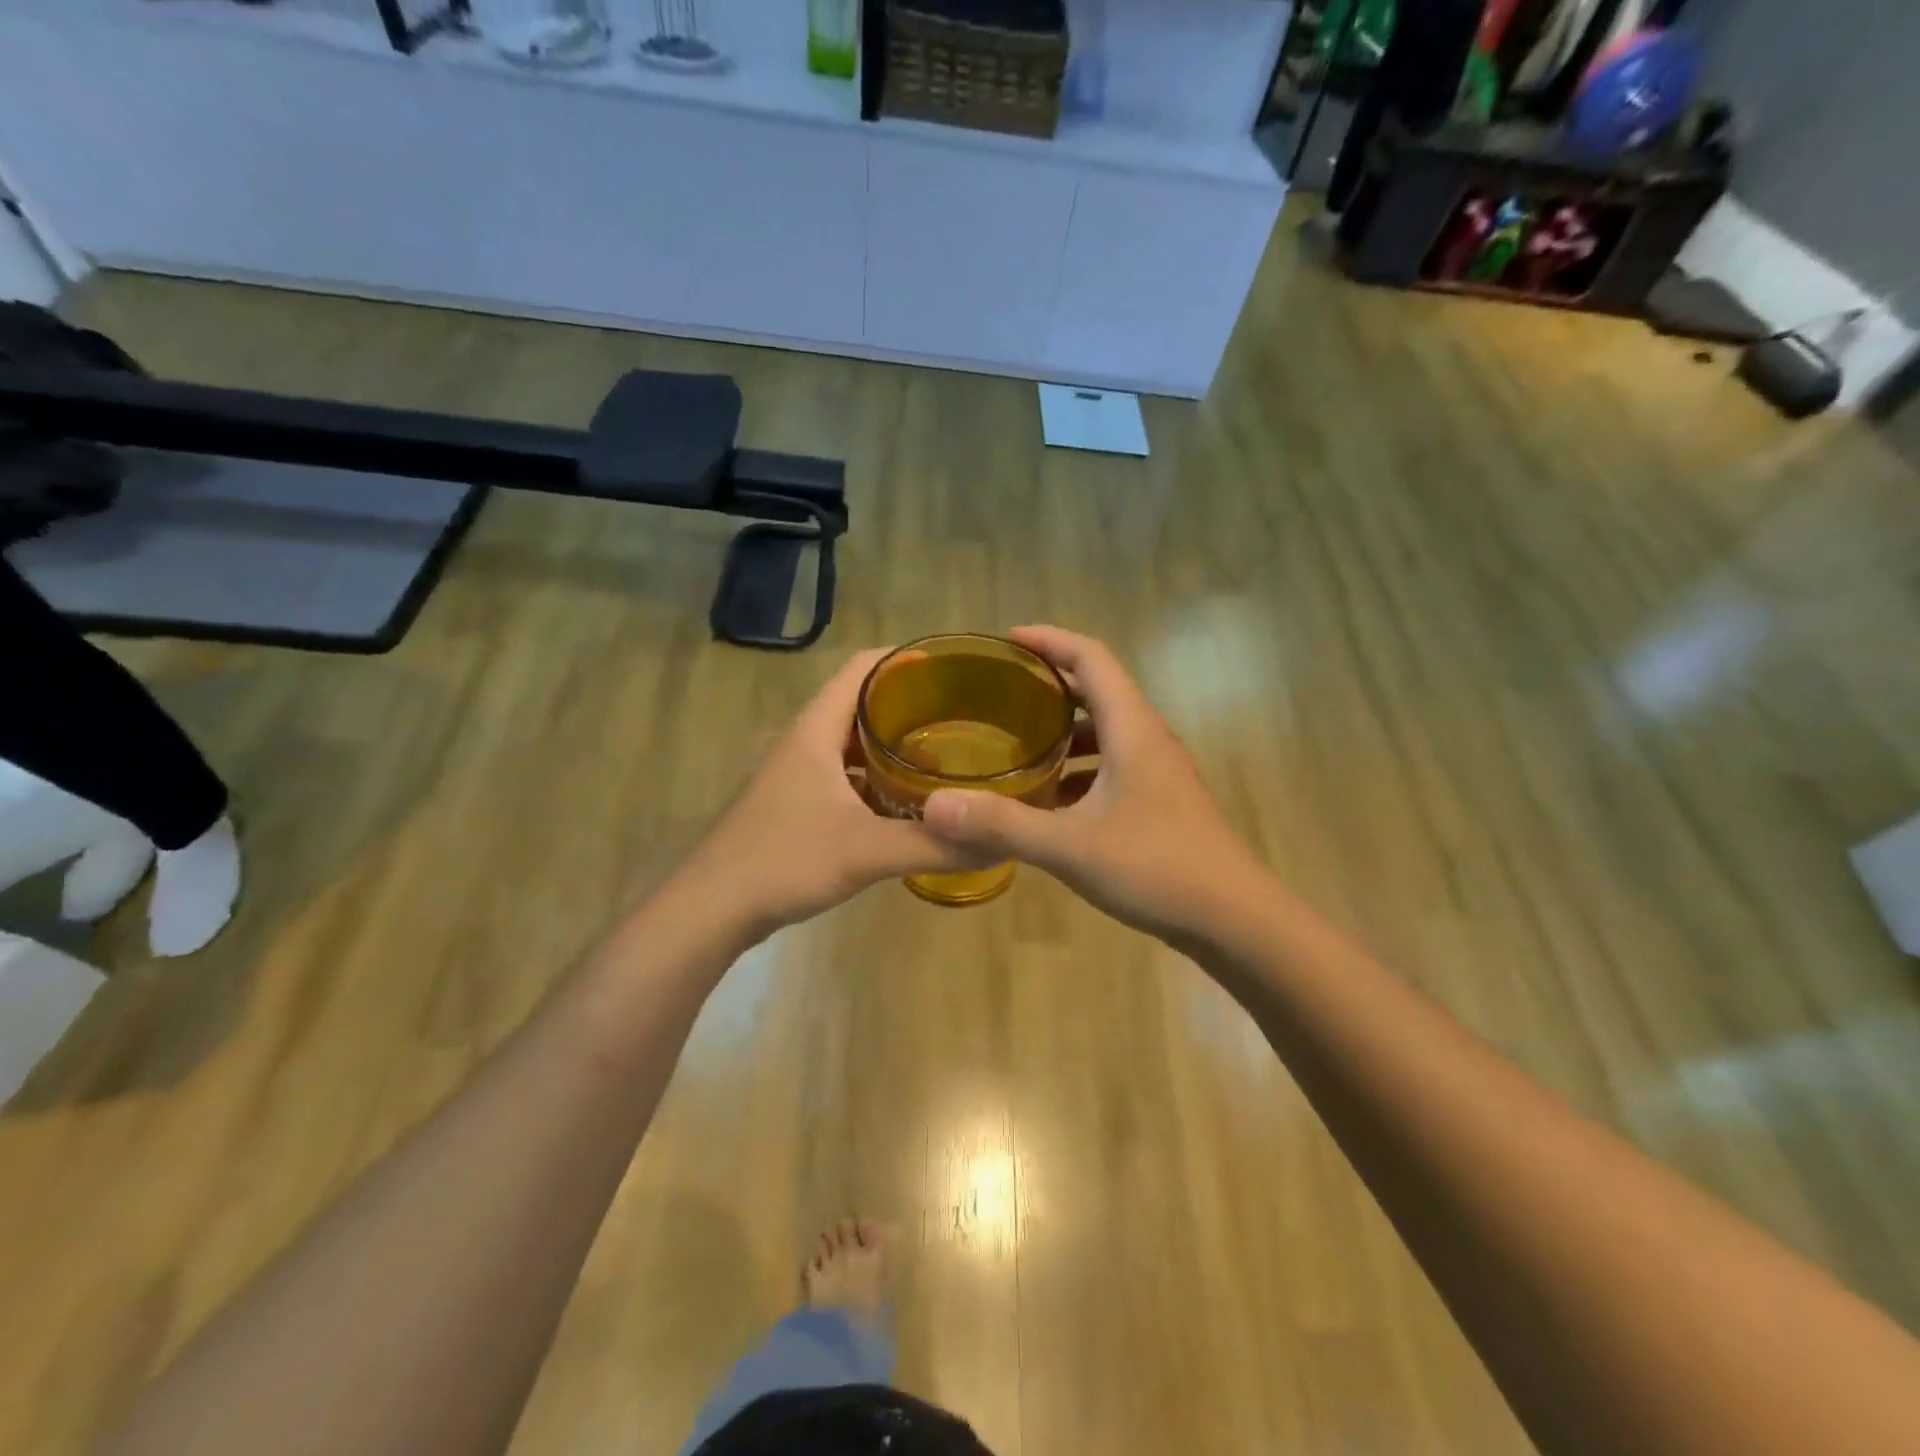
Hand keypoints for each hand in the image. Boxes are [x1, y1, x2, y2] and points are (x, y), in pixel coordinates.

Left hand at [676, 649, 989, 941]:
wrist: (713, 908)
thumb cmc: (785, 860)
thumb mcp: (867, 851)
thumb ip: (933, 845)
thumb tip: (998, 843)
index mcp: (817, 730)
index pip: (862, 668)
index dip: (904, 659)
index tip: (951, 668)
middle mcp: (806, 742)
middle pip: (861, 704)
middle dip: (909, 706)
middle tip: (961, 717)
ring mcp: (798, 775)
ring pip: (852, 745)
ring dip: (892, 747)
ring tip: (943, 759)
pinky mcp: (796, 806)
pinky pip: (845, 778)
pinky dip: (876, 782)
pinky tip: (905, 807)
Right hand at [921, 626, 1263, 941]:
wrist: (1235, 919)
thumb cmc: (1158, 869)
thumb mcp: (1071, 846)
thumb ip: (1003, 824)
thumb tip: (936, 805)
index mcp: (1132, 729)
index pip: (1092, 658)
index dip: (1050, 640)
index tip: (1007, 640)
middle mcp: (1149, 739)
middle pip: (1099, 689)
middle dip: (1052, 683)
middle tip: (1002, 692)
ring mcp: (1160, 771)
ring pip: (1107, 731)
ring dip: (1066, 730)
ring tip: (1019, 743)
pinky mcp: (1162, 801)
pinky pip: (1114, 765)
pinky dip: (1080, 768)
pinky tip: (1052, 800)